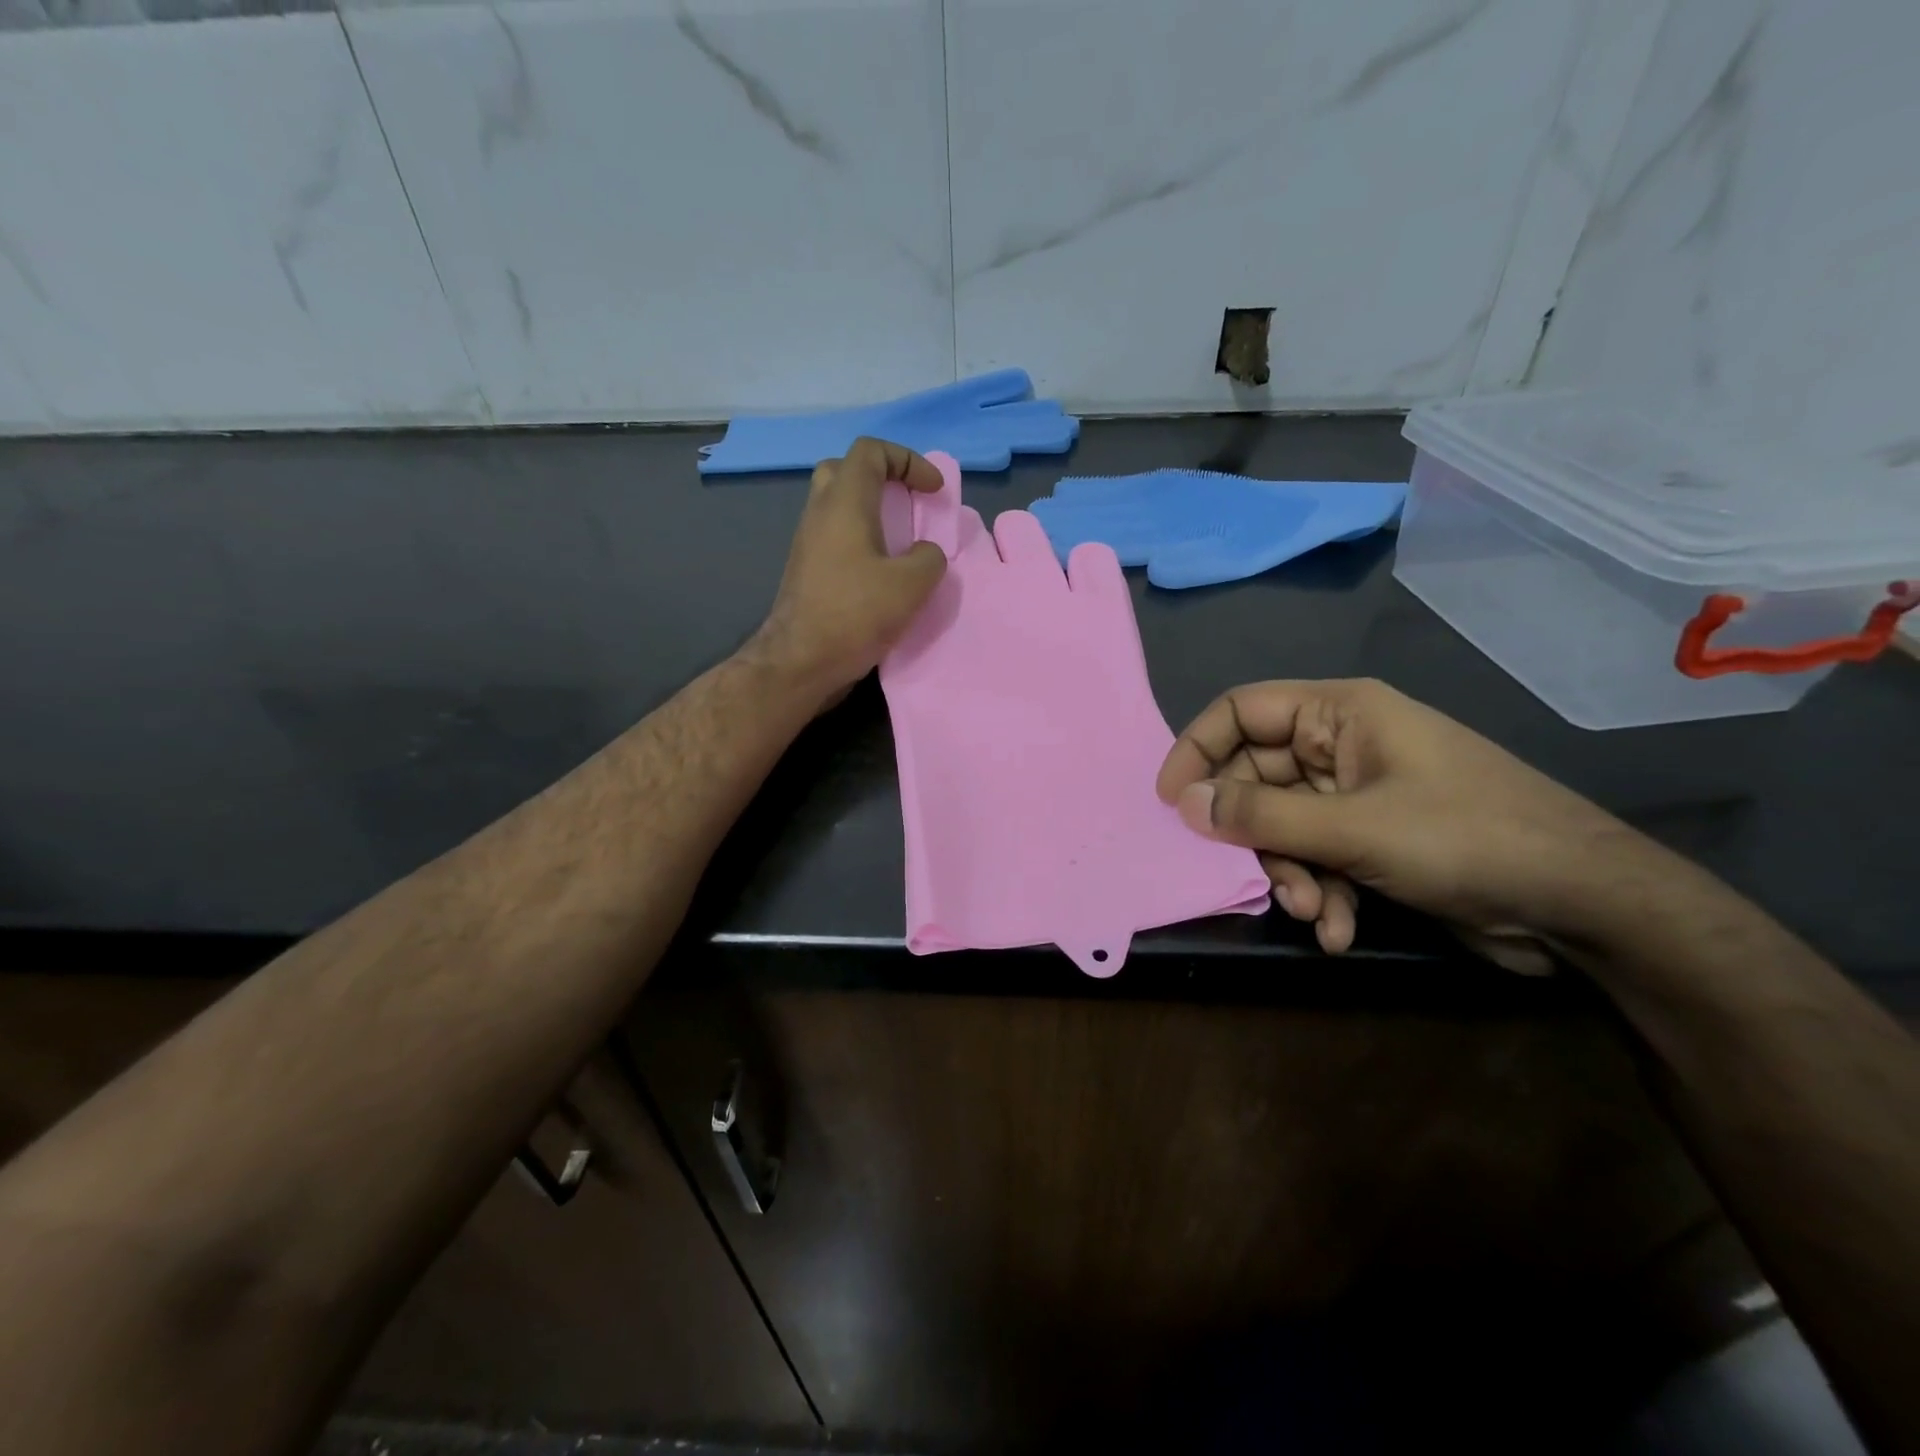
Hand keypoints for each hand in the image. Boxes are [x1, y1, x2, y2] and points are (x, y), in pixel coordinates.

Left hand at [750, 438, 947, 702]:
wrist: (800, 662)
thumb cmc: (854, 615)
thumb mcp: (910, 586)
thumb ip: (929, 558)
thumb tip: (925, 554)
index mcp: (844, 503)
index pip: (871, 451)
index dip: (908, 460)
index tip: (933, 491)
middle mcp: (820, 513)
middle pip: (846, 470)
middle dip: (883, 478)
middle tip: (908, 504)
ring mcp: (808, 542)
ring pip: (838, 506)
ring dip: (871, 512)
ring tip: (901, 541)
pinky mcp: (806, 570)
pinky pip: (835, 537)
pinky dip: (861, 540)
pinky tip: (882, 572)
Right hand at [1156, 679, 1653, 970]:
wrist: (1583, 906)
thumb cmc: (1466, 839)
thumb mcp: (1354, 827)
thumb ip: (1261, 814)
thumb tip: (1183, 802)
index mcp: (1338, 713)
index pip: (1240, 711)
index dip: (1197, 750)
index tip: (1169, 801)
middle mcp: (1341, 746)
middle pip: (1257, 777)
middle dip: (1254, 834)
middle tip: (1253, 876)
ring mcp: (1358, 795)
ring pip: (1283, 824)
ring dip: (1289, 872)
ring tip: (1313, 911)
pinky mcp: (1373, 839)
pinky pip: (1317, 855)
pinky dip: (1320, 891)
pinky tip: (1337, 930)